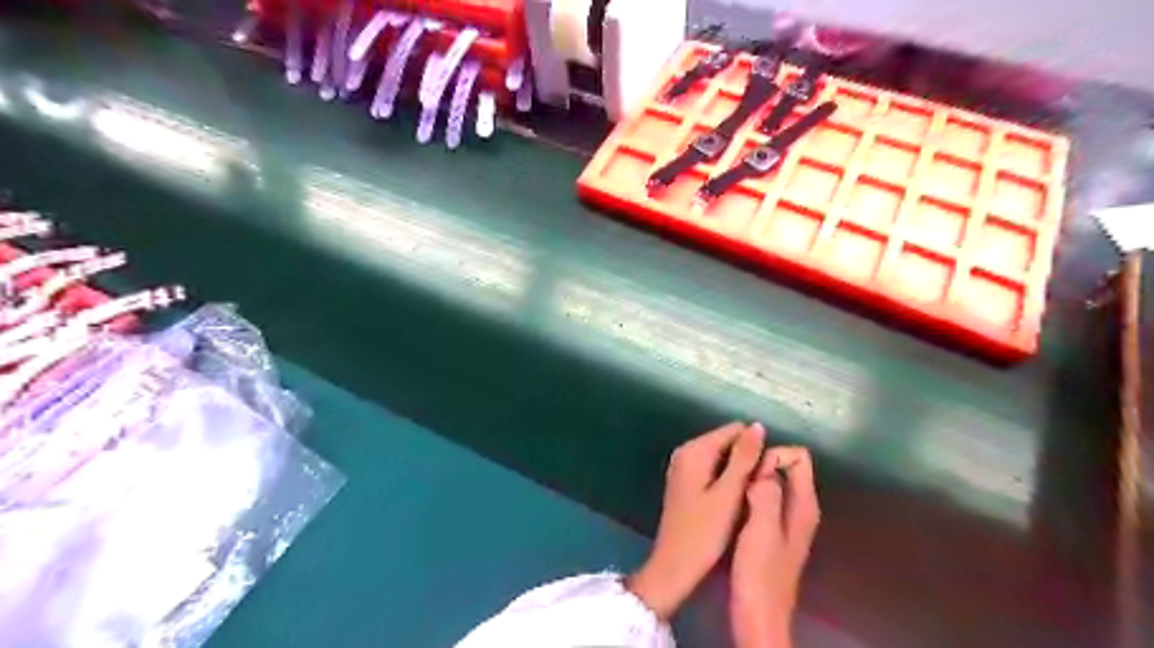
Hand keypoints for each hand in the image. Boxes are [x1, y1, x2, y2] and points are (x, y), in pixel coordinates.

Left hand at [623, 423, 763, 620]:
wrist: (675, 566)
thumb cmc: (704, 532)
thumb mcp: (728, 494)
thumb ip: (743, 458)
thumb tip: (758, 426)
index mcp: (694, 450)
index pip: (734, 430)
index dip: (755, 448)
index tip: (766, 474)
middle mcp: (686, 452)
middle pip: (727, 442)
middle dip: (746, 459)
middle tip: (759, 488)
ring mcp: (683, 467)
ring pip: (722, 458)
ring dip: (738, 471)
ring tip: (750, 496)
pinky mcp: (685, 482)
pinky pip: (713, 470)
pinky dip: (726, 481)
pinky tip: (735, 501)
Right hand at [734, 446, 813, 647]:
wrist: (757, 616)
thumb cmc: (760, 573)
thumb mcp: (762, 529)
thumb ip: (767, 494)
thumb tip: (763, 465)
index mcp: (803, 505)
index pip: (799, 457)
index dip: (773, 454)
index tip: (750, 468)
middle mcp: (799, 507)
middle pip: (785, 467)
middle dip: (760, 463)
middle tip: (735, 475)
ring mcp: (785, 519)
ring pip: (772, 482)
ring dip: (752, 478)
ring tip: (730, 485)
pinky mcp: (771, 529)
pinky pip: (763, 497)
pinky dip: (749, 492)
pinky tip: (731, 502)